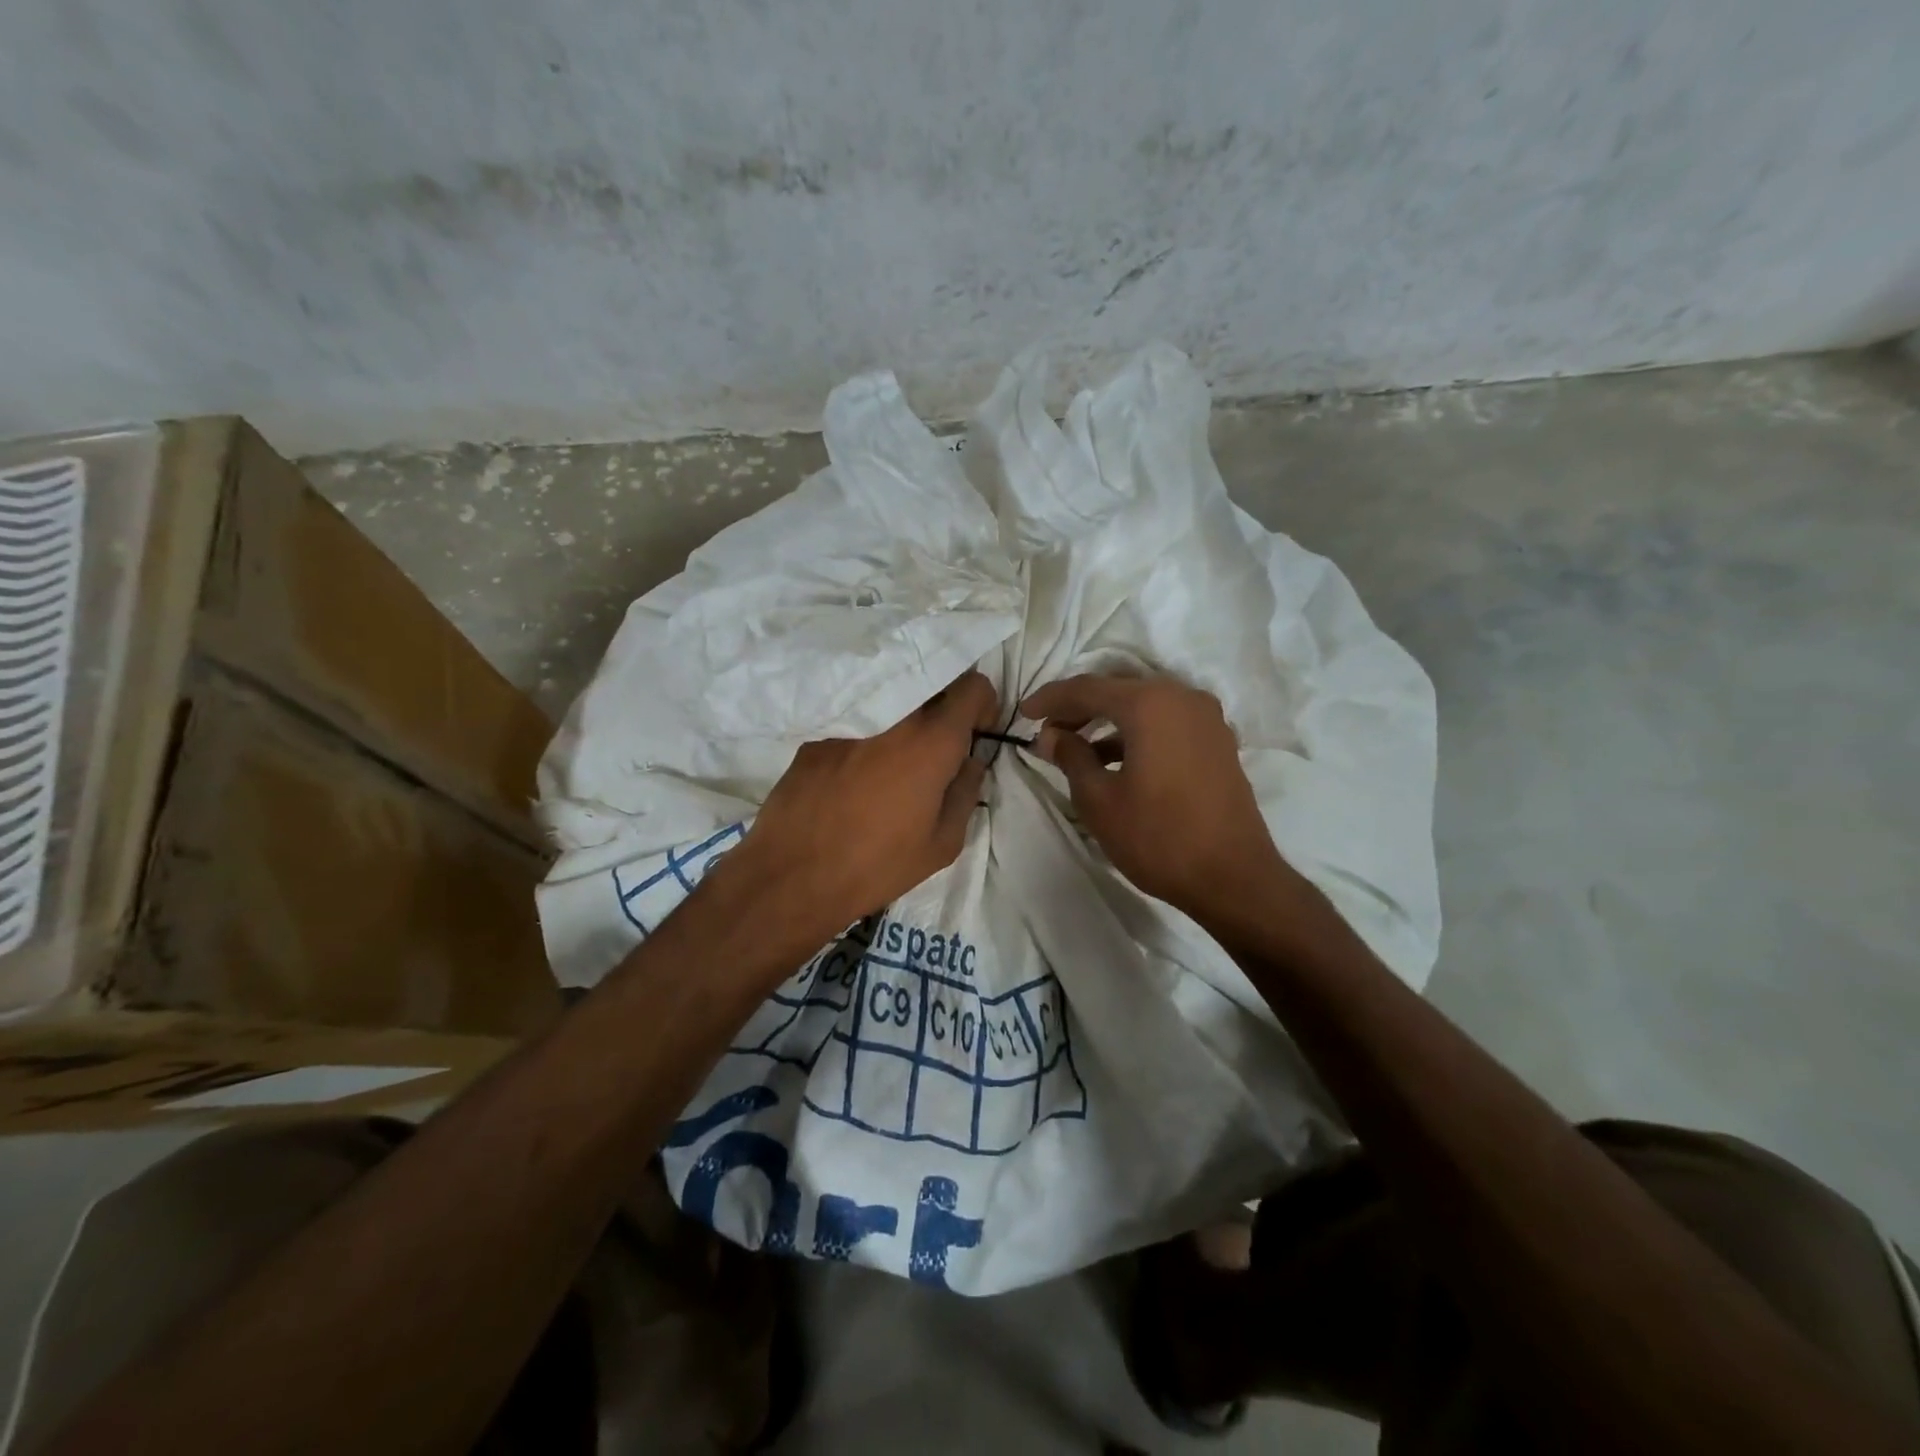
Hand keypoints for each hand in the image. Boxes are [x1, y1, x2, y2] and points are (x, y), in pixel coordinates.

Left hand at [720, 671, 998, 946]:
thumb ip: (966, 793)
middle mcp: (893, 717)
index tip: (975, 733)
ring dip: (905, 722)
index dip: (982, 705)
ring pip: (892, 702)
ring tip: (895, 763)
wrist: (791, 876)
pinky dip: (867, 738)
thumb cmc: (877, 865)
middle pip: (932, 683)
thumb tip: (970, 763)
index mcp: (931, 741)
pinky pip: (857, 723)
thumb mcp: (942, 844)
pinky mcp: (816, 737)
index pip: (972, 685)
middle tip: (940, 746)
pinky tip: (854, 779)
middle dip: (945, 706)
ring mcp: (849, 722)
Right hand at [1021, 674, 1295, 923]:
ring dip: (1108, 721)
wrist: (1233, 878)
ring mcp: (1206, 718)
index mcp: (1150, 704)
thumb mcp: (1099, 800)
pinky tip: (1115, 759)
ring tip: (1076, 747)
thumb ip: (1071, 757)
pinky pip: (1167, 722)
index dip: (1051, 699)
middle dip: (1080, 707)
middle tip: (1048, 730)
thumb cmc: (1158, 837)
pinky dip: (1137, 732)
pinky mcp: (1217, 741)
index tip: (1024, 713)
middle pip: (1118, 690)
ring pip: (1144, 705)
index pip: (1087, 688)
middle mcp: (1182, 697)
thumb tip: (1050, 736)